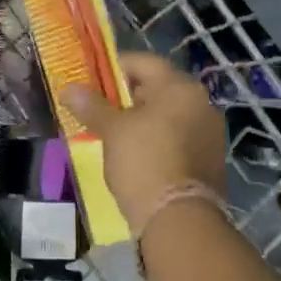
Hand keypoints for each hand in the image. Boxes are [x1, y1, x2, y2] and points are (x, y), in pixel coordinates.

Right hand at [61, 53, 225, 228]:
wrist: (179, 219)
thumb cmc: (143, 162)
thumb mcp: (112, 131)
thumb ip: (91, 106)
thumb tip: (69, 88)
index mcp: (180, 87)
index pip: (144, 62)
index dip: (114, 68)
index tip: (91, 82)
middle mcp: (202, 103)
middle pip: (159, 87)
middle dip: (128, 96)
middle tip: (101, 110)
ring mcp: (210, 132)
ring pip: (170, 114)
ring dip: (144, 119)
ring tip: (116, 135)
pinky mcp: (211, 159)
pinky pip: (180, 137)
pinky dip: (159, 139)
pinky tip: (139, 155)